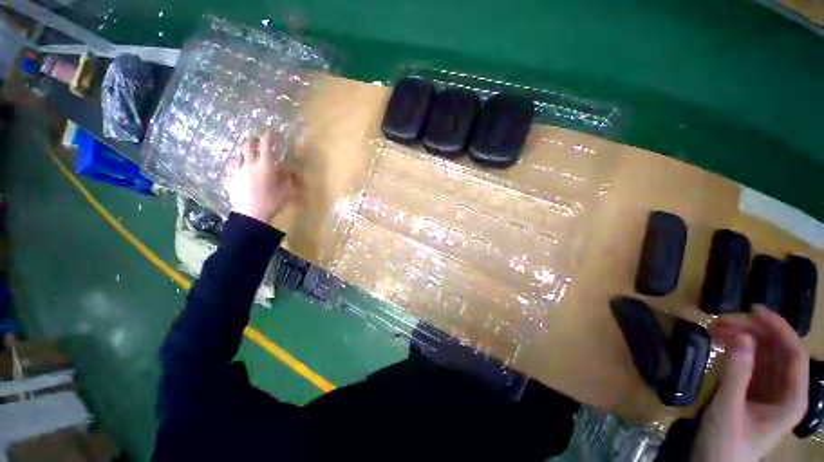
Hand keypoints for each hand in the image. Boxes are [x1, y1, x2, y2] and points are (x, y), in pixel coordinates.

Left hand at [227, 131, 294, 223]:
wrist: (250, 215)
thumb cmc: (272, 202)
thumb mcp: (286, 192)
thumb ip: (289, 179)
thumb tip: (292, 170)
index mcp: (266, 166)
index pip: (266, 146)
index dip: (268, 137)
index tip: (269, 131)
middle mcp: (250, 164)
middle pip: (247, 146)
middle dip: (252, 141)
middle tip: (256, 142)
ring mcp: (238, 171)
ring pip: (239, 156)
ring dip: (244, 154)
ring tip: (249, 157)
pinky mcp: (231, 180)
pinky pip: (235, 169)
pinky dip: (240, 168)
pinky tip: (244, 175)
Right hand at [692, 307, 808, 461]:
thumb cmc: (726, 443)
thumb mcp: (728, 409)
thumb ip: (737, 374)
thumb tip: (741, 336)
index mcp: (792, 399)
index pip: (794, 354)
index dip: (779, 328)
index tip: (754, 309)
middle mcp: (786, 391)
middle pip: (778, 351)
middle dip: (755, 331)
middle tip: (723, 319)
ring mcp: (769, 391)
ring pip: (764, 354)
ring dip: (744, 337)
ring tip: (716, 327)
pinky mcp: (753, 391)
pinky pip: (751, 363)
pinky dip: (737, 349)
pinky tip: (721, 341)